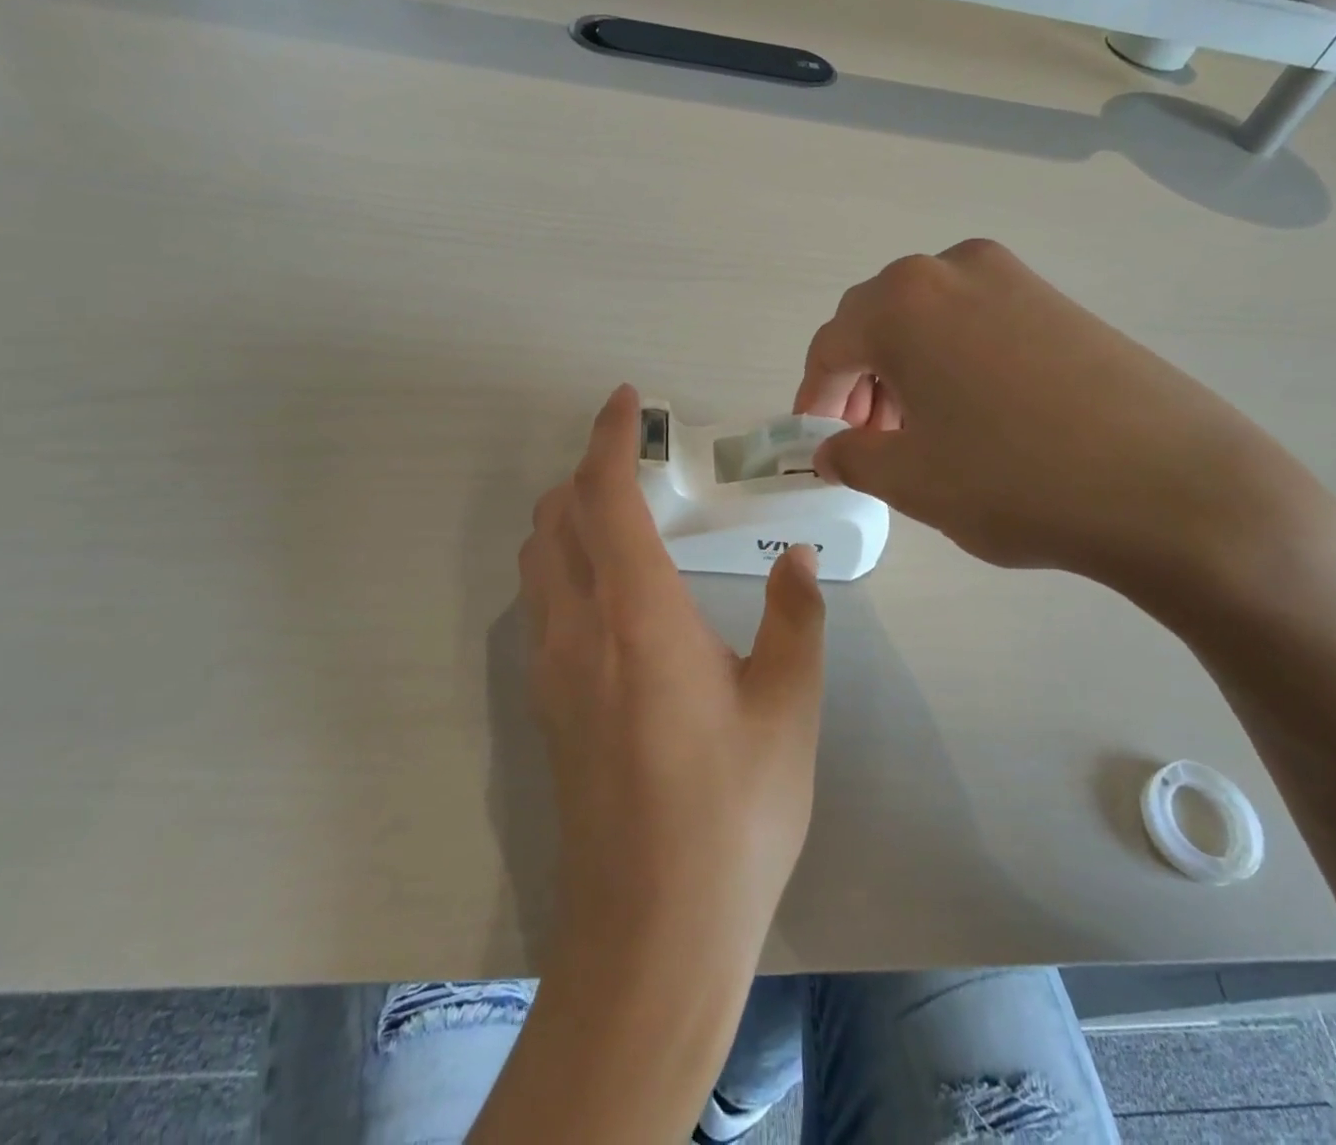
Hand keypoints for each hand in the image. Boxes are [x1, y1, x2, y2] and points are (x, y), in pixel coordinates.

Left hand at [519, 384, 826, 974]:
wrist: (652, 932)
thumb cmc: (733, 814)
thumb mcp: (788, 710)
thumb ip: (796, 621)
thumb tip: (797, 559)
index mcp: (639, 616)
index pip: (604, 497)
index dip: (609, 438)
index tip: (625, 403)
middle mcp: (579, 630)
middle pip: (555, 519)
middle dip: (585, 473)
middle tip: (637, 464)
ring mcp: (552, 672)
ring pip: (538, 562)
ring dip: (567, 519)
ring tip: (621, 517)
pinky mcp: (547, 709)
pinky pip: (541, 606)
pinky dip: (563, 566)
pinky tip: (610, 593)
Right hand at [795, 239, 1330, 600]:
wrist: (1174, 487)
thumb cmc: (1015, 480)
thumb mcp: (910, 481)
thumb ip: (850, 457)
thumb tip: (832, 449)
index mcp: (903, 302)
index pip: (831, 346)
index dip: (815, 398)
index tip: (818, 441)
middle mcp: (952, 269)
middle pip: (876, 322)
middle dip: (859, 381)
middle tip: (867, 438)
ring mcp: (1014, 278)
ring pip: (927, 320)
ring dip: (905, 370)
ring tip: (918, 431)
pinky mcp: (1059, 301)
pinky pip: (976, 323)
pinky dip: (952, 362)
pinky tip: (973, 414)